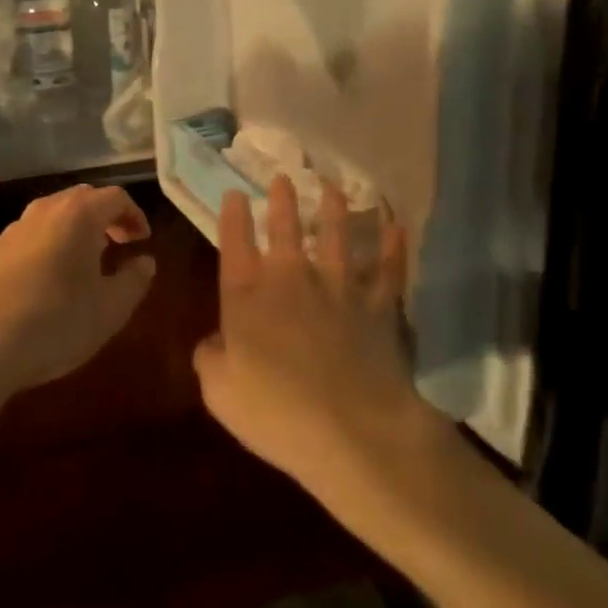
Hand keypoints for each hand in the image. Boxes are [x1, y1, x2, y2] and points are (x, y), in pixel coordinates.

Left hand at [0, 185, 155, 392]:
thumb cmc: (57, 323)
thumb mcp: (110, 310)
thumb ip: (134, 280)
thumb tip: (145, 262)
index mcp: (78, 216)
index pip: (115, 197)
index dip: (134, 215)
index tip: (142, 240)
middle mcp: (44, 211)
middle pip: (81, 198)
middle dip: (103, 216)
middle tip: (117, 244)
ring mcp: (11, 230)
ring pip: (50, 216)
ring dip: (71, 231)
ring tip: (81, 262)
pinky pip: (25, 240)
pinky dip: (43, 248)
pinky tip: (43, 282)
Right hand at [193, 177, 428, 510]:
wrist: (353, 430)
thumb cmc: (276, 413)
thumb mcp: (220, 393)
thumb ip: (210, 359)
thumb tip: (213, 343)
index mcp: (247, 293)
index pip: (235, 241)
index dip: (232, 215)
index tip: (234, 194)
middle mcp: (291, 276)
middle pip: (285, 226)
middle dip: (282, 199)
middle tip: (282, 176)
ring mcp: (338, 286)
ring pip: (337, 235)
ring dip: (334, 209)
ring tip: (332, 188)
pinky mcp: (378, 304)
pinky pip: (388, 268)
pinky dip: (393, 247)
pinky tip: (397, 227)